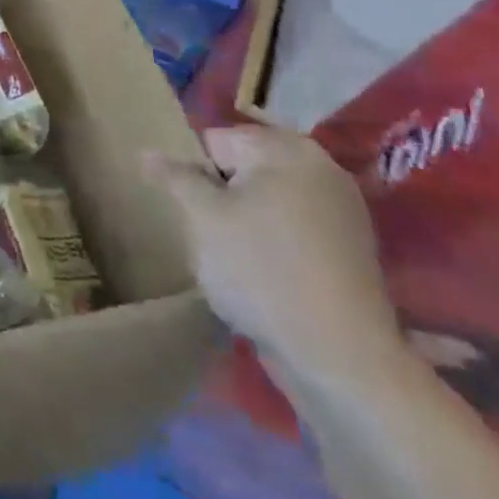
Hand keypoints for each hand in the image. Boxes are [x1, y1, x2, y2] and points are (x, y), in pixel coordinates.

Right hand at [146, 126, 404, 383]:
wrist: (340, 356)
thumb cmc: (261, 270)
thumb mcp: (202, 217)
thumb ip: (175, 178)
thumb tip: (148, 153)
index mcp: (285, 149)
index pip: (216, 141)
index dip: (197, 175)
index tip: (200, 213)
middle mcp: (321, 167)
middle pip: (244, 167)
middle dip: (223, 194)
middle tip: (217, 234)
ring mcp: (342, 208)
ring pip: (267, 198)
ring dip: (246, 218)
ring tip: (240, 258)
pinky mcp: (350, 247)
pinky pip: (293, 225)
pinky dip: (274, 240)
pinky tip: (268, 273)